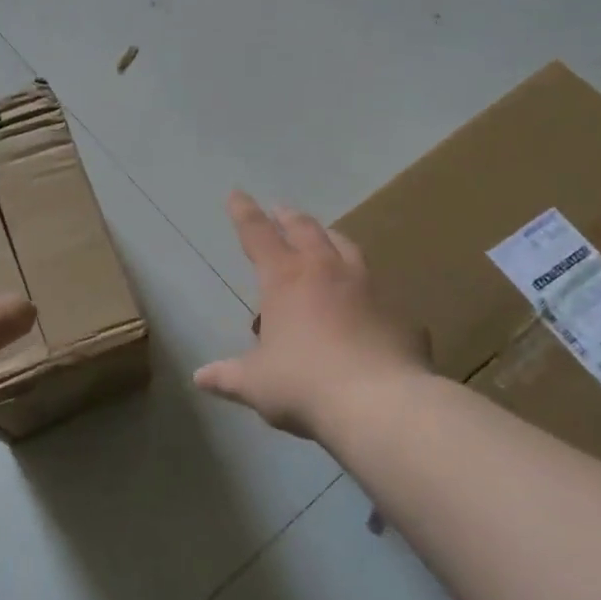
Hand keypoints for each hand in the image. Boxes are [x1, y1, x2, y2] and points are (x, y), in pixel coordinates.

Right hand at [195, 191, 428, 437]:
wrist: (382, 405)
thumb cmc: (304, 385)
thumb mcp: (256, 384)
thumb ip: (228, 377)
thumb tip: (200, 377)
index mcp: (285, 279)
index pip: (258, 235)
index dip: (244, 213)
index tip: (237, 194)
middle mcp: (326, 271)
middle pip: (305, 230)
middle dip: (289, 217)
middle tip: (281, 211)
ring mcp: (369, 288)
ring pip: (347, 248)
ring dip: (330, 238)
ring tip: (325, 238)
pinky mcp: (400, 314)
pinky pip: (380, 292)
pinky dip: (367, 291)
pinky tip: (368, 306)